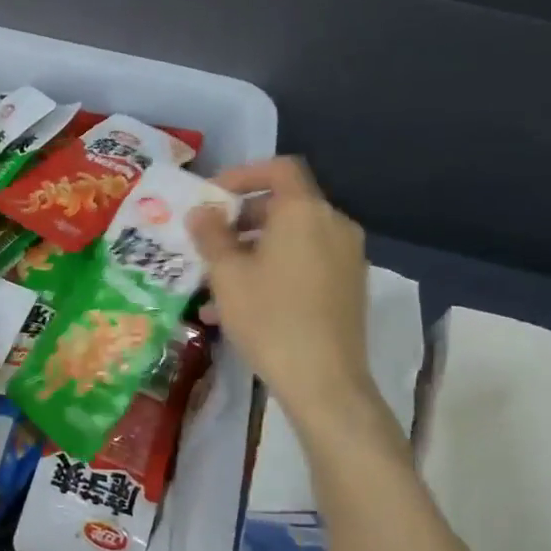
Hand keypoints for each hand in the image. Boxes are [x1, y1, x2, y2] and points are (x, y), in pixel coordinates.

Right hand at [186, 158, 388, 447]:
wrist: (324, 381)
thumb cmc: (269, 318)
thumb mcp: (227, 274)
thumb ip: (211, 235)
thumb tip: (201, 212)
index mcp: (305, 212)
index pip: (278, 169)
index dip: (242, 175)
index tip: (212, 198)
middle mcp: (333, 225)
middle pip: (284, 205)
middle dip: (241, 219)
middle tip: (209, 241)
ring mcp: (347, 257)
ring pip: (291, 240)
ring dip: (252, 251)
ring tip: (215, 283)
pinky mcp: (349, 287)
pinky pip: (305, 264)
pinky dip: (273, 271)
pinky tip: (240, 307)